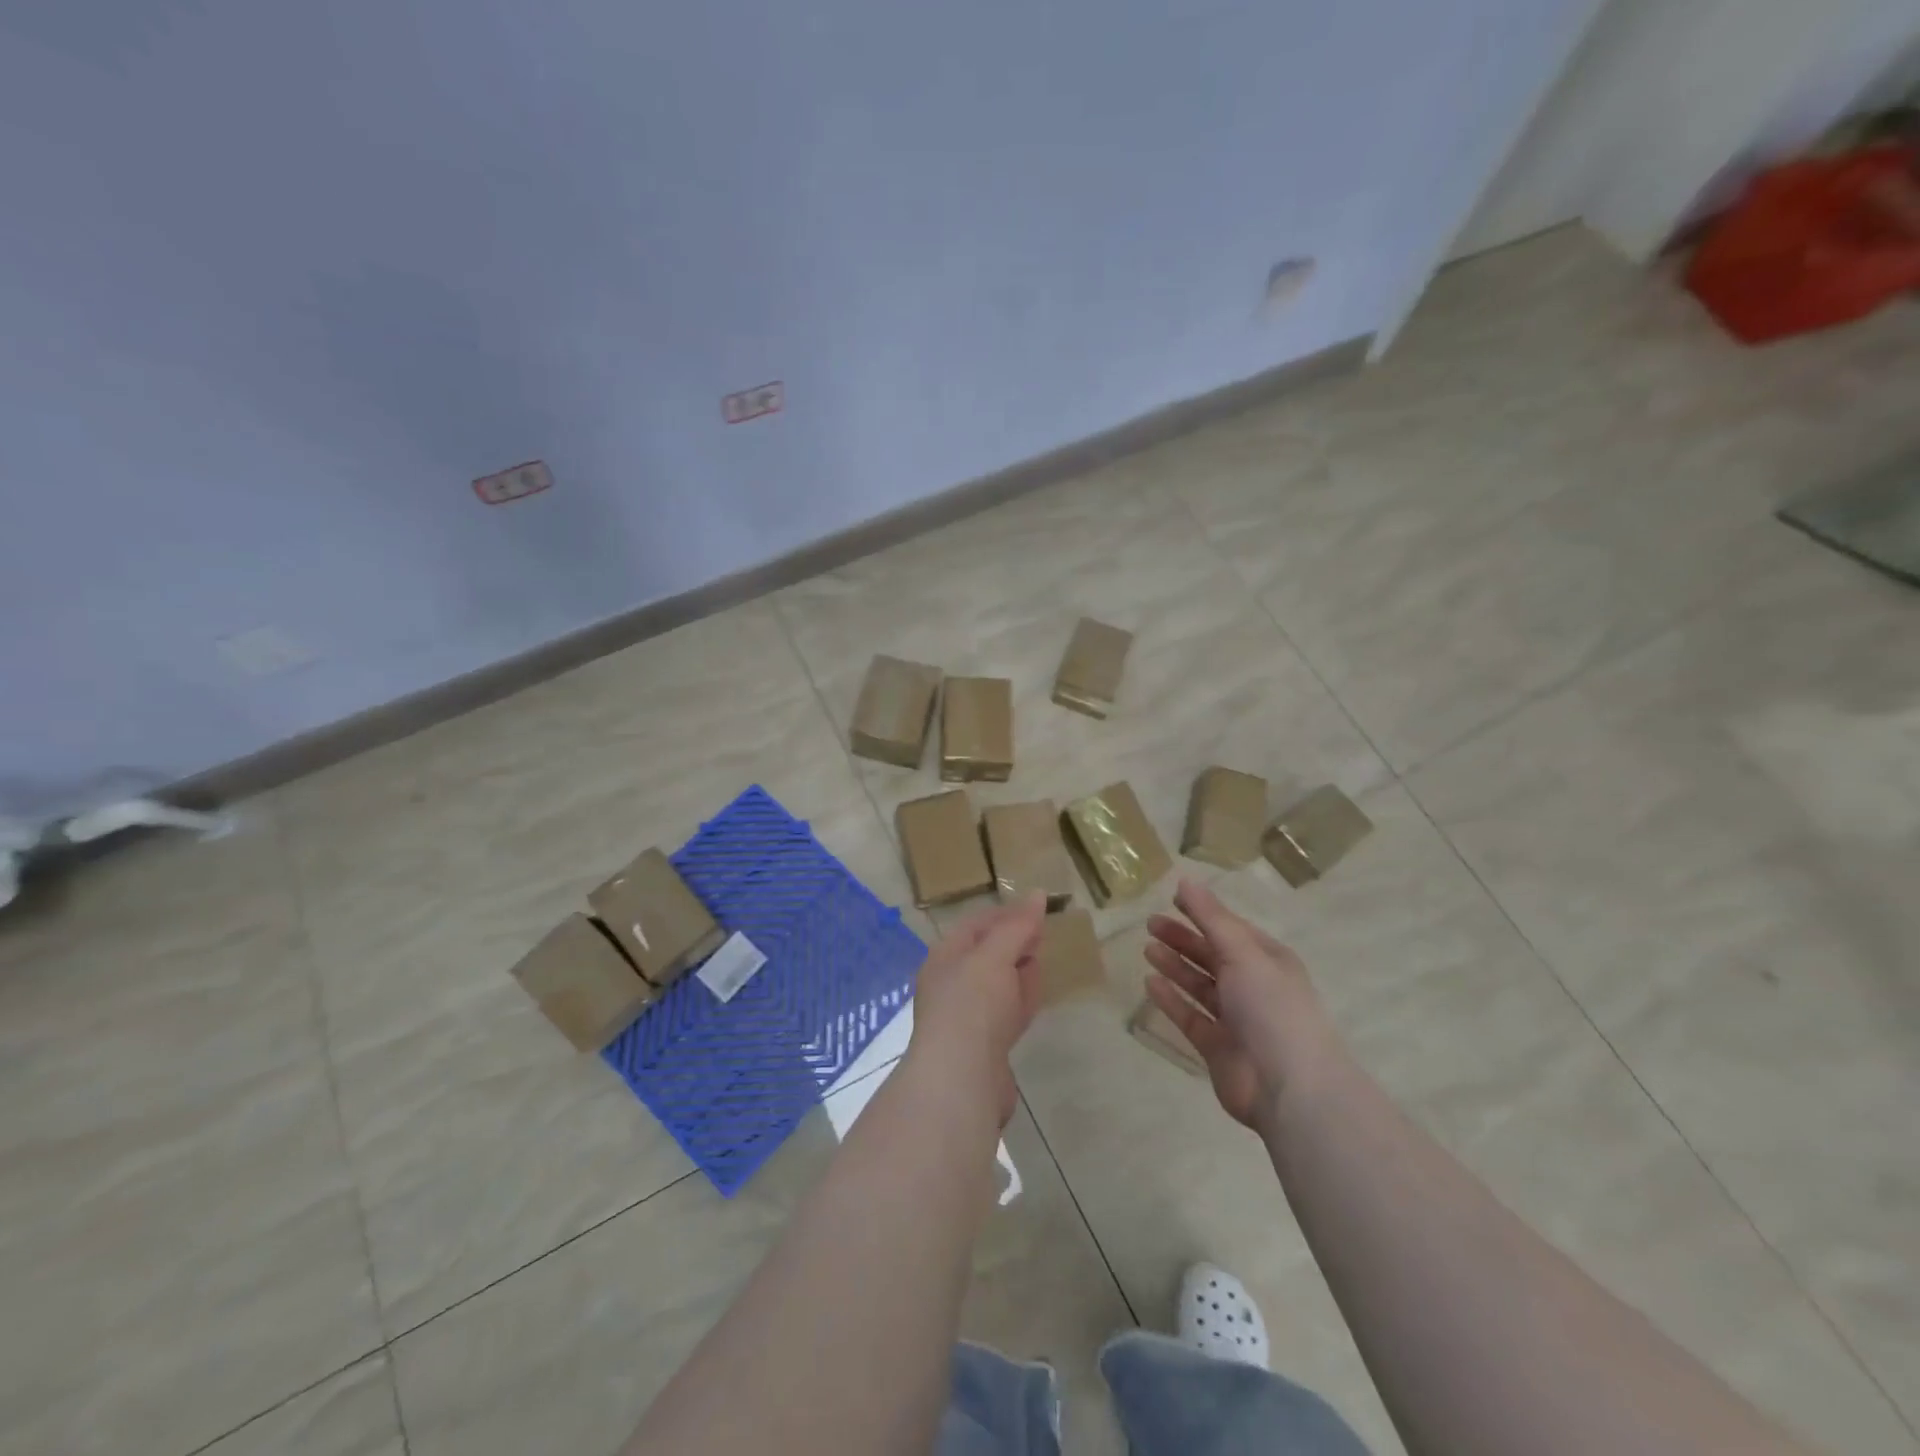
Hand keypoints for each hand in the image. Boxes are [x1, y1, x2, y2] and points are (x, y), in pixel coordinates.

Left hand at [905, 893, 1047, 1124]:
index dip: (1006, 914)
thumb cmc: (972, 1005)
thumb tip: (1037, 894)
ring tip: (1041, 960)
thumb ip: (1017, 926)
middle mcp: (952, 984)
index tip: (1037, 908)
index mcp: (945, 957)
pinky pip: (1006, 1014)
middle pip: (987, 955)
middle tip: (1043, 933)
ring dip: (1018, 972)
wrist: (960, 1079)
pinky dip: (1020, 1002)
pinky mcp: (985, 1046)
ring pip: (998, 985)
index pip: (976, 925)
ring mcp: (967, 1017)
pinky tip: (1034, 999)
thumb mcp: (995, 956)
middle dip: (1013, 942)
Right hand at [1144, 879, 1336, 1130]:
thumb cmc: (1272, 1008)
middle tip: (1150, 924)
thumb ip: (1211, 918)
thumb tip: (1185, 880)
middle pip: (1213, 956)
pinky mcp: (1218, 1047)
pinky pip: (1190, 1016)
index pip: (1231, 929)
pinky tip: (1150, 984)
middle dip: (1184, 939)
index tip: (1172, 899)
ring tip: (1148, 949)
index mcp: (1268, 961)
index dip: (1203, 913)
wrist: (1290, 1088)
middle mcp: (1254, 987)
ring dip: (1176, 966)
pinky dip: (1171, 999)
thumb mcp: (1242, 953)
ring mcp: (1236, 1019)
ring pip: (1200, 985)